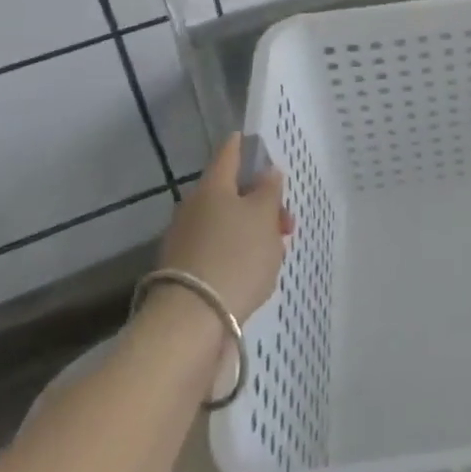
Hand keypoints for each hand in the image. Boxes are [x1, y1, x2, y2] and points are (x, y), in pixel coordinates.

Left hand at [158, 134, 292, 322]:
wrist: (190, 325)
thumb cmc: (235, 257)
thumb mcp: (264, 217)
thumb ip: (268, 190)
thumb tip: (265, 172)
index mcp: (213, 185)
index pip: (230, 151)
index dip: (247, 146)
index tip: (263, 148)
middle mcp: (194, 207)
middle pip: (231, 193)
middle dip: (260, 203)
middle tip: (285, 224)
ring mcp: (186, 242)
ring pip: (226, 225)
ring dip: (251, 234)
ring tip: (274, 257)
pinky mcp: (185, 275)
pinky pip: (218, 254)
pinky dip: (237, 258)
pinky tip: (254, 278)